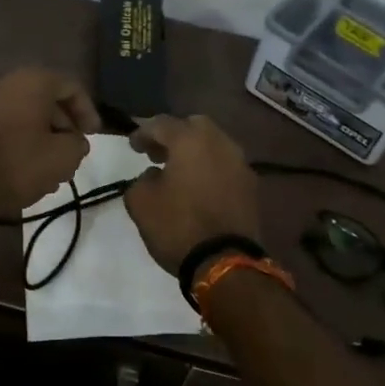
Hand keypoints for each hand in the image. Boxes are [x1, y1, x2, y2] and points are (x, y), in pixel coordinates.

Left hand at [0, 68, 99, 215]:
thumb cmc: (19, 163)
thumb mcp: (64, 156)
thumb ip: (78, 143)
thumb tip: (75, 142)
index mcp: (32, 81)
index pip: (71, 87)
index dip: (88, 112)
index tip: (93, 136)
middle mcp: (5, 82)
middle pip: (46, 100)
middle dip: (64, 126)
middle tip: (73, 152)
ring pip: (25, 114)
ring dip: (43, 135)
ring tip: (53, 166)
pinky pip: (5, 125)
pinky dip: (21, 140)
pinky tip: (27, 167)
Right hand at [122, 115, 262, 273]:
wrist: (225, 261)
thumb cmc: (177, 226)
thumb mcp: (140, 202)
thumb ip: (141, 179)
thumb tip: (154, 176)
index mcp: (190, 140)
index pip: (161, 124)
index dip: (142, 132)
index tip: (132, 146)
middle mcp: (219, 143)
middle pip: (194, 126)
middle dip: (174, 135)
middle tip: (159, 154)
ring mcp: (240, 163)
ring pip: (214, 145)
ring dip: (195, 152)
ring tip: (179, 172)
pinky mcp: (251, 186)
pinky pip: (226, 166)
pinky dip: (211, 169)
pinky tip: (199, 188)